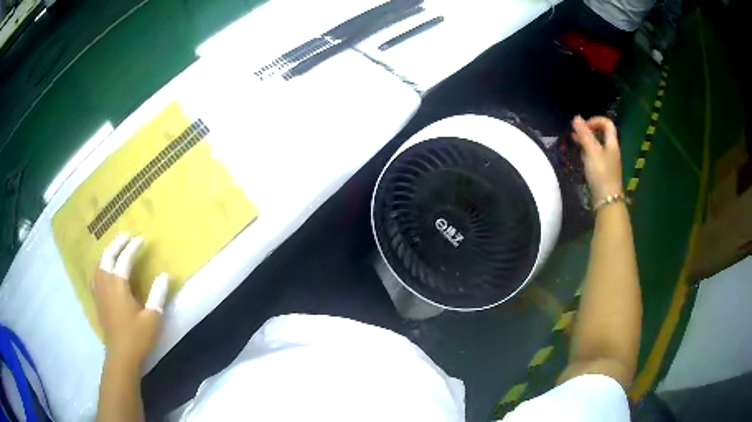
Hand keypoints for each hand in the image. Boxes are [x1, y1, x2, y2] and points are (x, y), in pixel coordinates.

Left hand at [92, 233, 168, 366]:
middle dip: (117, 243)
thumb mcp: (153, 318)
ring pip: (99, 264)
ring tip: (115, 248)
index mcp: (118, 286)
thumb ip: (158, 295)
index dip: (133, 247)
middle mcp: (106, 284)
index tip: (141, 239)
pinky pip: (95, 275)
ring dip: (107, 252)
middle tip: (126, 236)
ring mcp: (99, 292)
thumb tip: (165, 275)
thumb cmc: (138, 337)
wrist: (121, 356)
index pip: (124, 259)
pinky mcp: (97, 300)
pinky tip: (103, 268)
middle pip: (107, 256)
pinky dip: (100, 265)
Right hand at [571, 115, 622, 201]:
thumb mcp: (591, 151)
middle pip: (602, 134)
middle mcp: (612, 150)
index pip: (607, 124)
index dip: (595, 120)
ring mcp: (608, 162)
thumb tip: (576, 117)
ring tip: (575, 143)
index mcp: (612, 143)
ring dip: (586, 141)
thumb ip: (584, 134)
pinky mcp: (603, 171)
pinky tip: (581, 157)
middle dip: (588, 130)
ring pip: (598, 145)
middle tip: (576, 133)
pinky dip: (587, 152)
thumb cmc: (601, 173)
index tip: (584, 126)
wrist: (607, 200)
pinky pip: (596, 156)